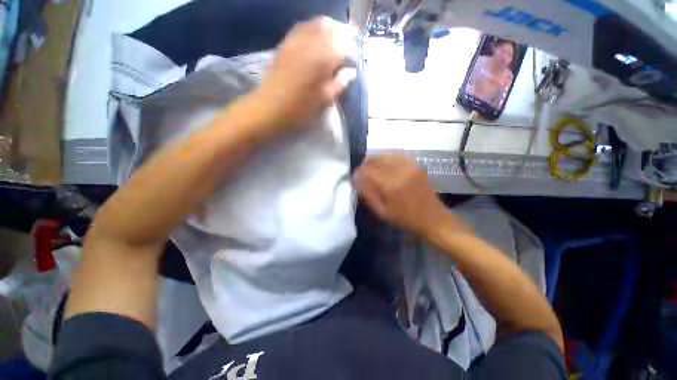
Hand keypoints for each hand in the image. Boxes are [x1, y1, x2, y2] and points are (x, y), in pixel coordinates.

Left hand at [255, 17, 357, 129]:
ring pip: (318, 24)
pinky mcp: (286, 42)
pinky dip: (314, 29)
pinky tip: (317, 38)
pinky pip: (303, 27)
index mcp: (325, 56)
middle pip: (332, 27)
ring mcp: (297, 39)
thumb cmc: (302, 106)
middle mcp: (312, 41)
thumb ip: (340, 82)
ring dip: (330, 28)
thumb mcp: (325, 98)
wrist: (272, 105)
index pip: (345, 45)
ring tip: (336, 38)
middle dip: (344, 33)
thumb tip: (351, 72)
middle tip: (350, 43)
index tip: (354, 61)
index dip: (352, 52)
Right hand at [355, 155, 467, 238]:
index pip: (366, 171)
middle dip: (364, 166)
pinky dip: (386, 158)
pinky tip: (384, 165)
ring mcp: (408, 166)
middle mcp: (398, 171)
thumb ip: (367, 194)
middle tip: (361, 174)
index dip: (357, 173)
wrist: (433, 219)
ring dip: (374, 161)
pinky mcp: (415, 165)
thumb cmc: (405, 219)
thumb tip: (357, 181)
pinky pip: (396, 156)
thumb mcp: (382, 212)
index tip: (354, 178)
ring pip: (384, 155)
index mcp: (389, 185)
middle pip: (374, 160)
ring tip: (371, 169)